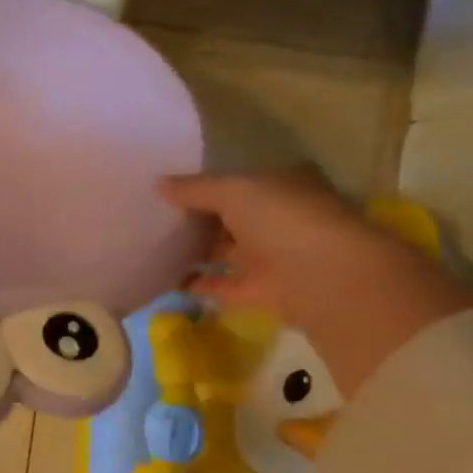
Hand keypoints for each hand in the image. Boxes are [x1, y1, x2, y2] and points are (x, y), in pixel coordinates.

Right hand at [159, 167, 472, 393]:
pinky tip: (162, 280)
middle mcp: (278, 218)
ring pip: (224, 251)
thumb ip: (194, 189)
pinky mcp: (260, 290)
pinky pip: (219, 285)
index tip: (166, 190)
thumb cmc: (283, 218)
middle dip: (195, 219)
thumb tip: (157, 184)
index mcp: (281, 185)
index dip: (204, 184)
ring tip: (149, 248)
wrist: (323, 277)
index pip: (238, 181)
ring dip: (193, 252)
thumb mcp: (233, 190)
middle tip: (150, 218)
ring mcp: (271, 256)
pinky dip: (194, 284)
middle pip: (229, 217)